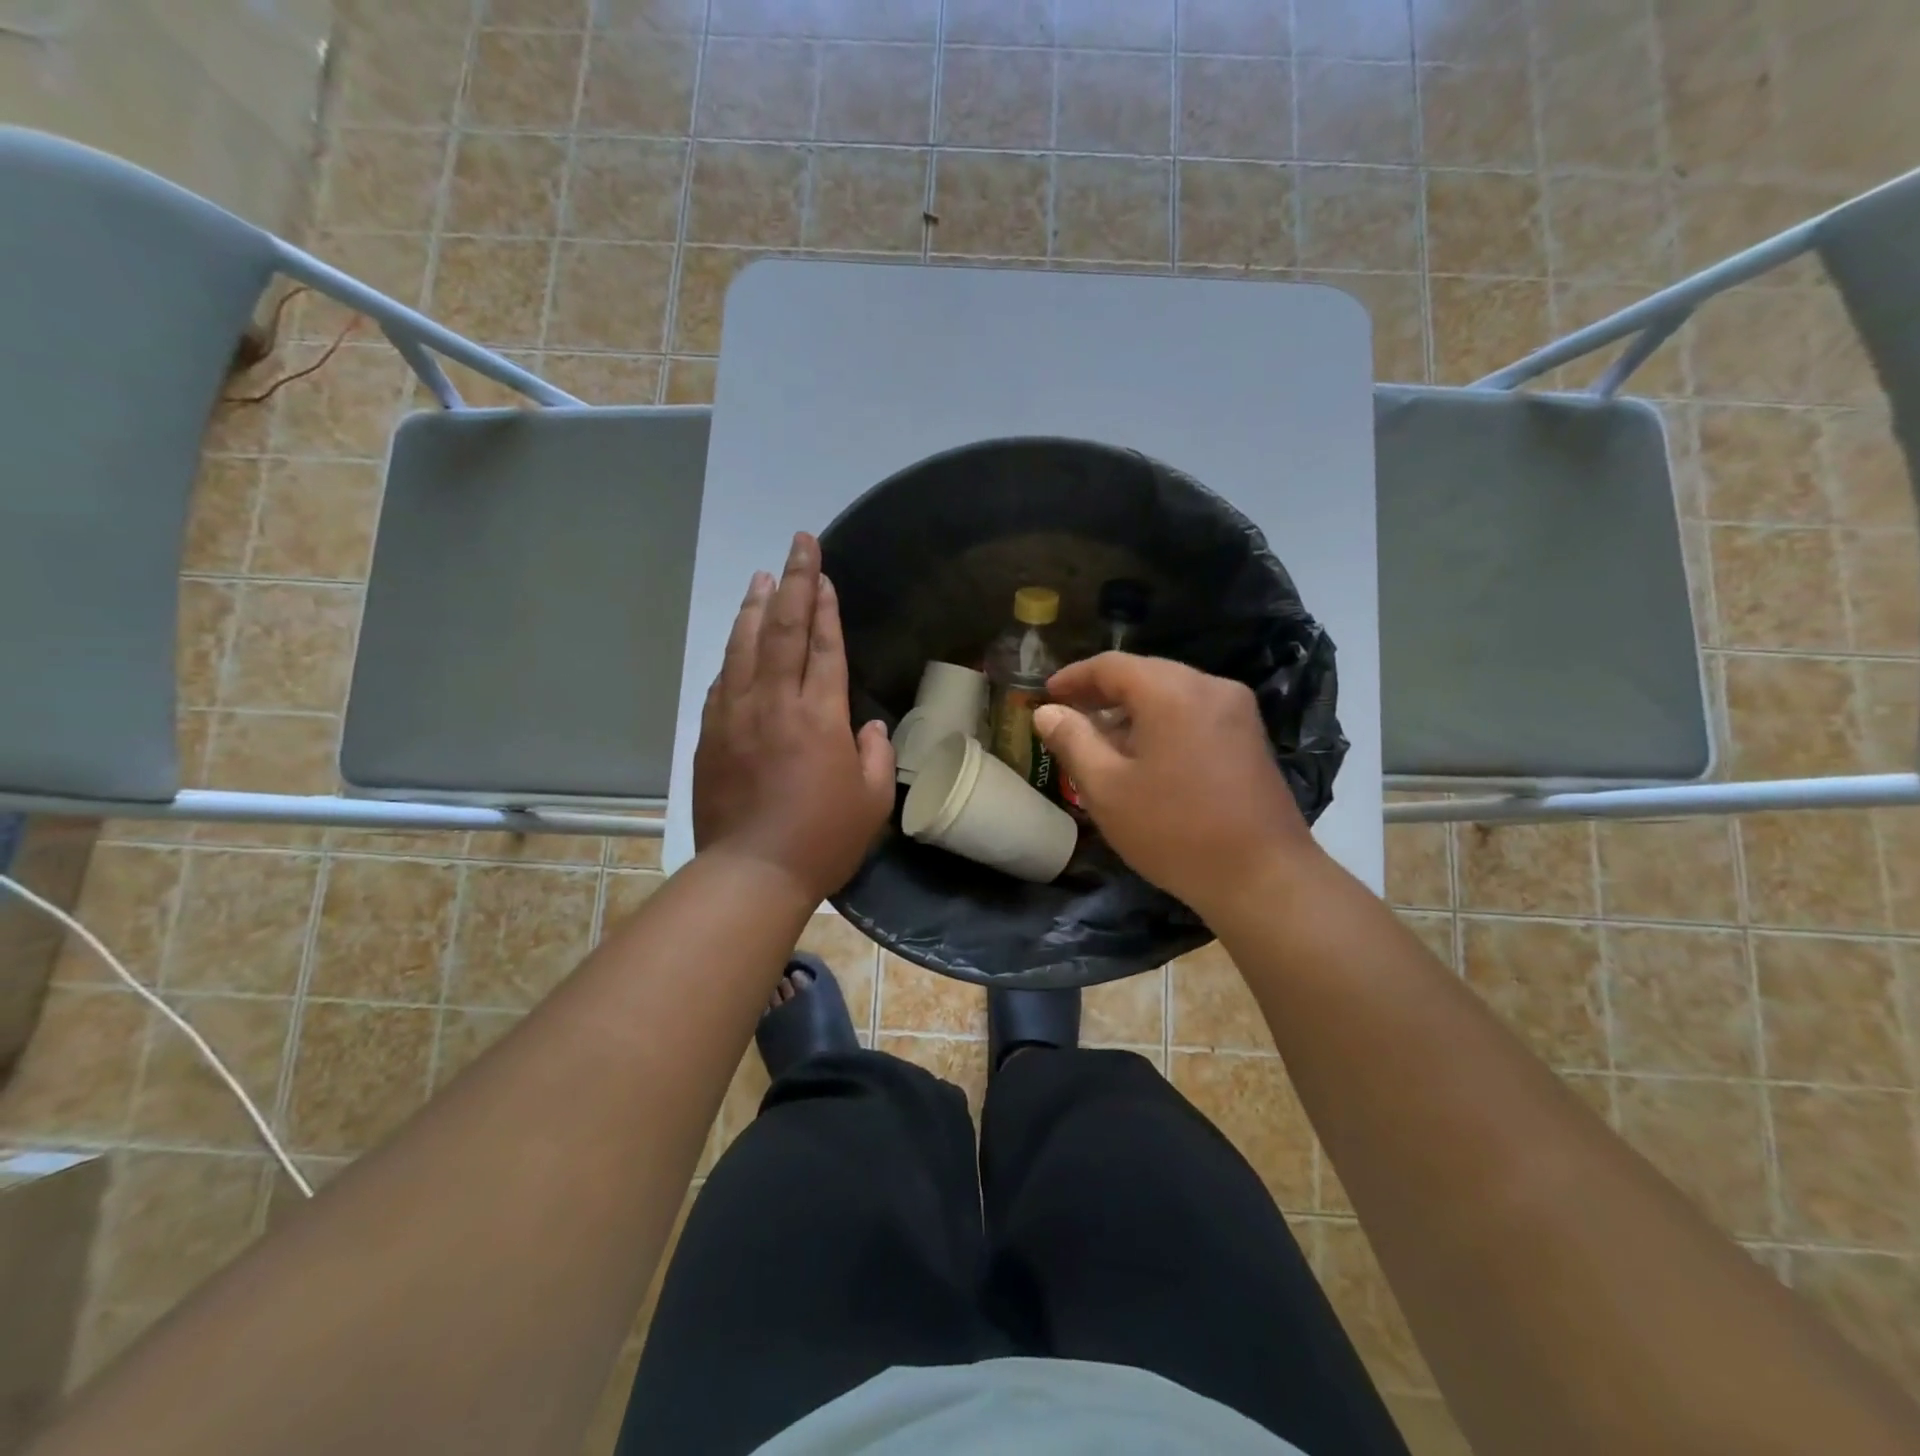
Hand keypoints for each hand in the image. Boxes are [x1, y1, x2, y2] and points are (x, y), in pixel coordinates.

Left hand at [693, 533, 894, 902]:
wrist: (752, 872)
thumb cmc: (823, 839)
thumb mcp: (872, 801)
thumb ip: (874, 754)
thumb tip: (866, 726)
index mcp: (819, 716)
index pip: (823, 645)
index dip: (824, 605)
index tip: (822, 572)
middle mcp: (774, 703)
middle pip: (783, 629)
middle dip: (793, 582)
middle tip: (798, 544)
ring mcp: (735, 716)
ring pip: (744, 646)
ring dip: (756, 607)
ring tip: (762, 576)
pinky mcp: (710, 735)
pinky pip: (722, 681)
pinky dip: (733, 654)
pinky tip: (737, 641)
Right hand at [1034, 653, 1321, 916]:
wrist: (1263, 877)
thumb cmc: (1174, 831)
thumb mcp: (1107, 789)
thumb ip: (1072, 741)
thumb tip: (1047, 712)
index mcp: (1172, 692)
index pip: (1112, 665)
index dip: (1074, 677)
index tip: (1046, 695)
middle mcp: (1209, 686)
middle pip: (1145, 673)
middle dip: (1103, 693)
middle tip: (1069, 717)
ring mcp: (1237, 710)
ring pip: (1171, 692)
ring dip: (1132, 709)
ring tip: (1101, 741)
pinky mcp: (1250, 735)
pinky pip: (1194, 711)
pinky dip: (1162, 721)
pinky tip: (1145, 755)